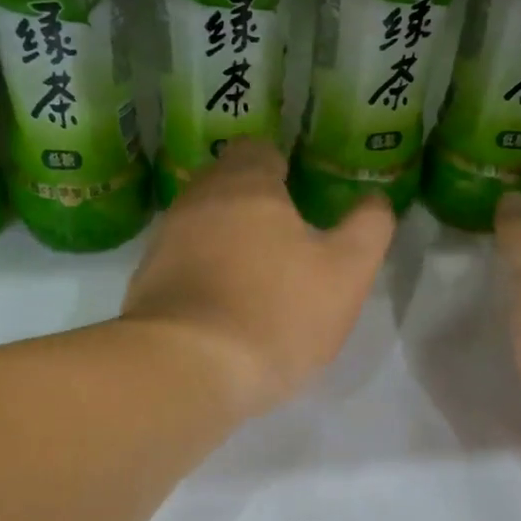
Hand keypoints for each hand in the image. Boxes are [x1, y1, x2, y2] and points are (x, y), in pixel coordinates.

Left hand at [120, 138, 394, 418]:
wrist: (187, 369)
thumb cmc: (277, 312)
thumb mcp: (347, 272)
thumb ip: (368, 228)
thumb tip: (374, 200)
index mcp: (245, 183)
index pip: (260, 151)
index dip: (284, 171)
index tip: (302, 201)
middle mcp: (197, 200)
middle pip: (227, 186)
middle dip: (255, 206)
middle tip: (287, 243)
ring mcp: (164, 241)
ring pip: (202, 226)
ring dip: (227, 243)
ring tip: (256, 280)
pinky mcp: (145, 282)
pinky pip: (182, 265)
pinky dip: (203, 276)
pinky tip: (223, 309)